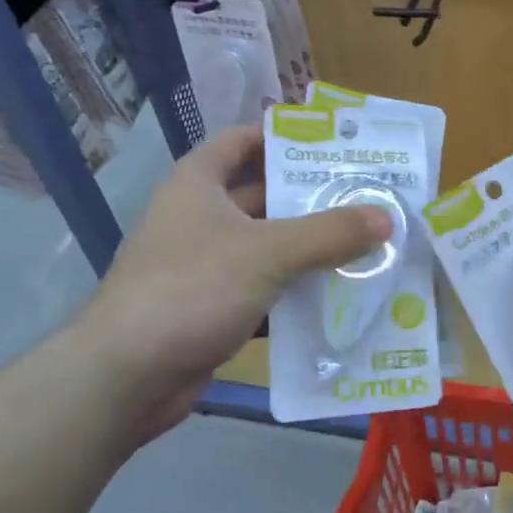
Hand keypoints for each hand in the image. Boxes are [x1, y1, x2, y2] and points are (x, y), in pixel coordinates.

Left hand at [69, 125, 390, 440]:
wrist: (127, 376)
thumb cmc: (192, 289)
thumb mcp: (267, 253)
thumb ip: (328, 233)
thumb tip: (385, 217)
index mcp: (197, 185)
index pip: (240, 142)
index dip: (280, 136)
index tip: (330, 144)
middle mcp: (199, 219)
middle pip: (262, 197)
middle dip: (310, 198)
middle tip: (366, 198)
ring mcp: (204, 267)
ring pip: (267, 247)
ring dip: (309, 249)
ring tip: (365, 244)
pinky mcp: (212, 309)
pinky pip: (264, 290)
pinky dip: (295, 293)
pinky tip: (337, 297)